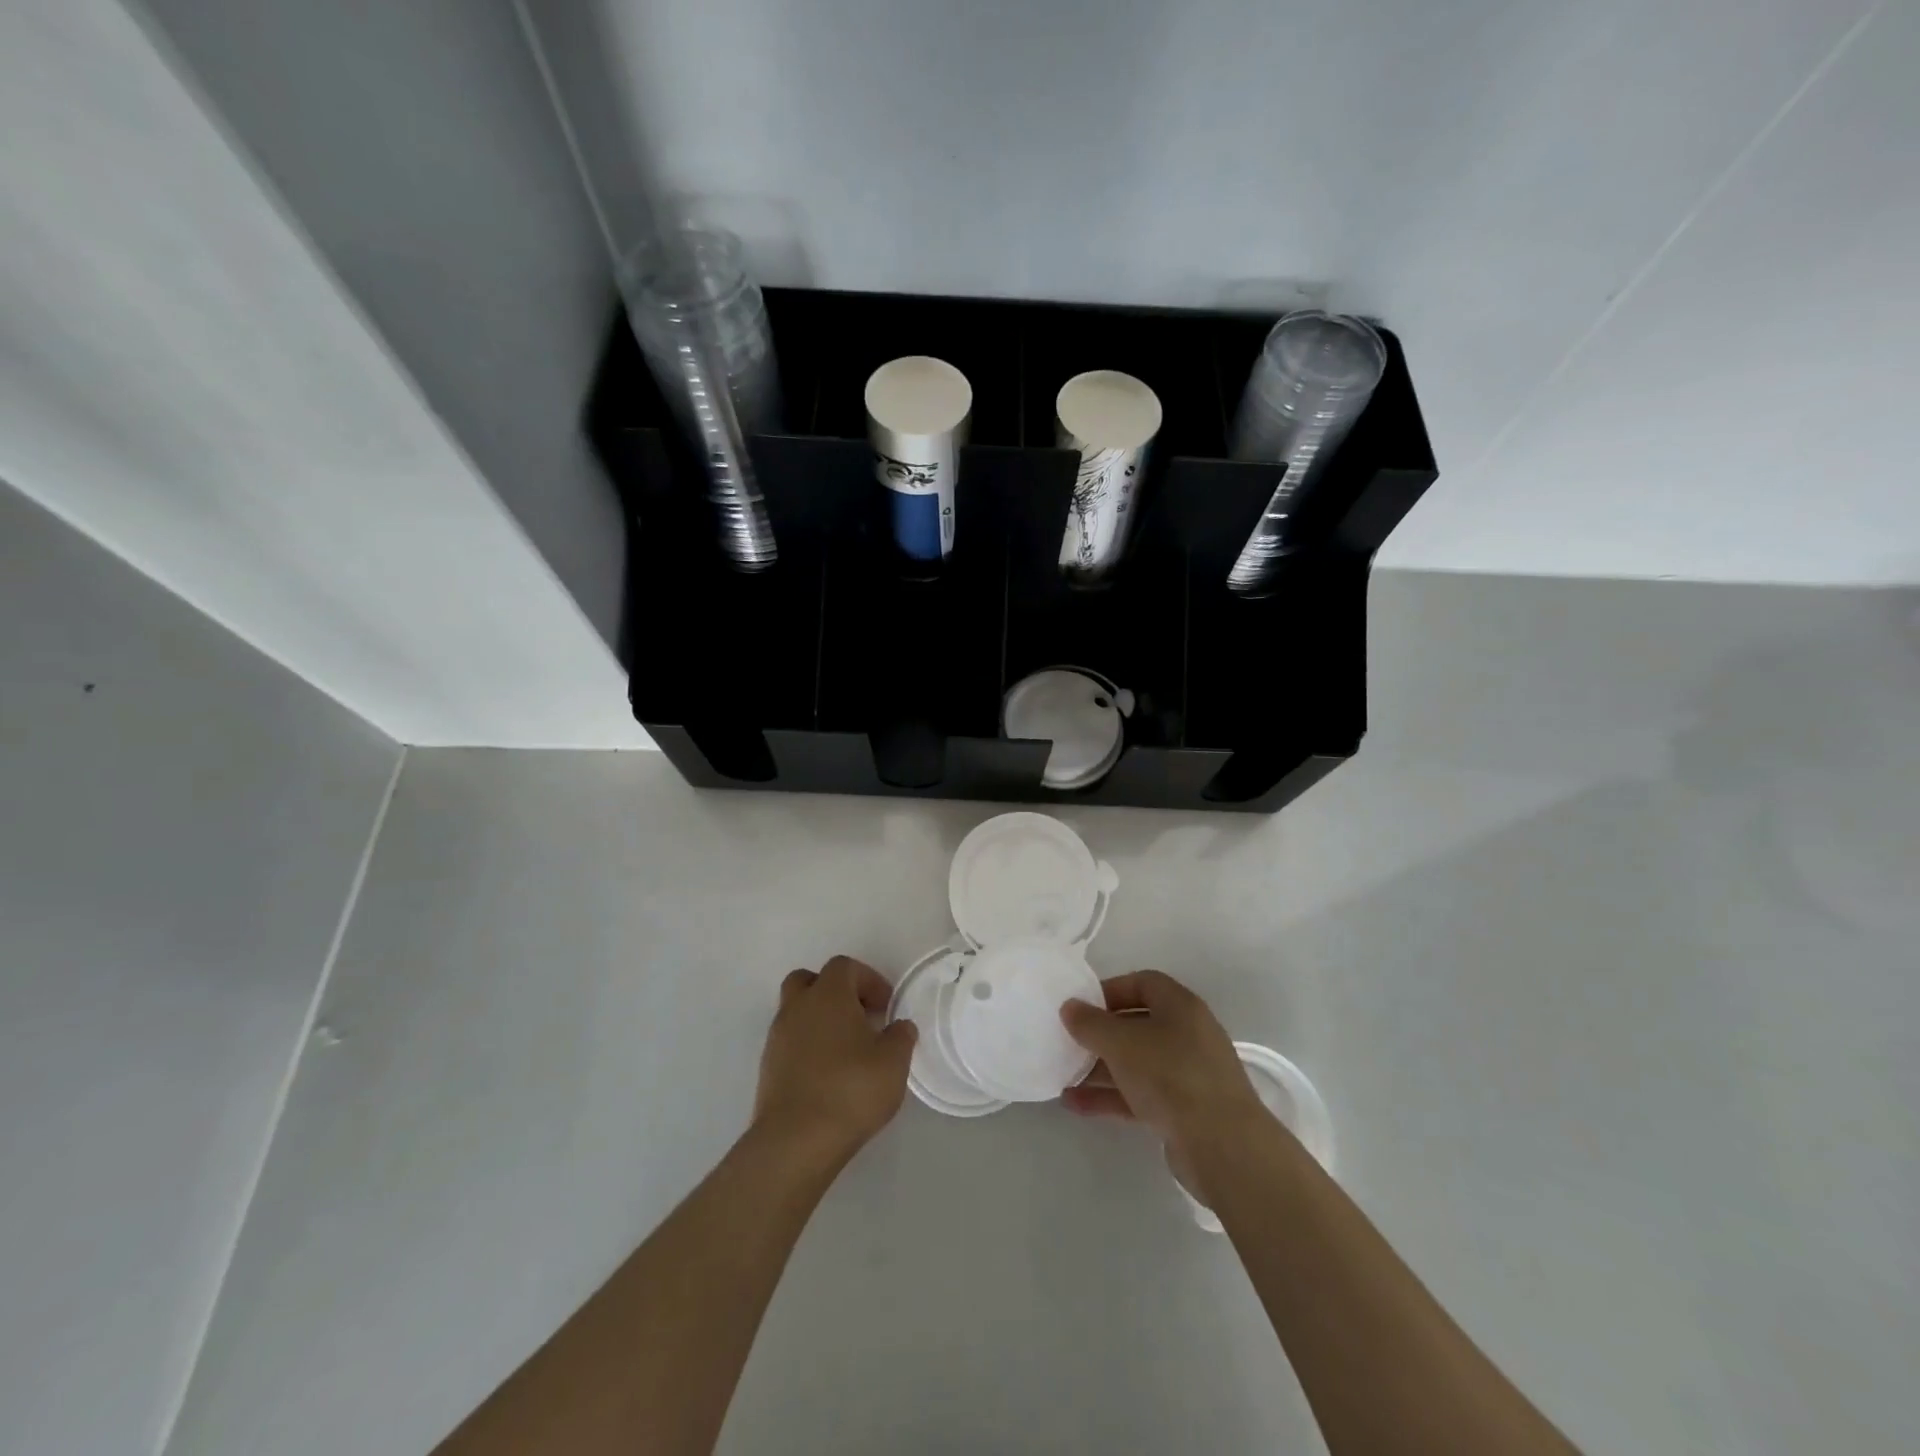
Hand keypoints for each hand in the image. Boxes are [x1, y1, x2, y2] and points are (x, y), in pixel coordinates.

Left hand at [754, 955, 916, 1159]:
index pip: (844, 966)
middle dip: (836, 992)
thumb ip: (901, 1037)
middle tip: (859, 1017)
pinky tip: (828, 1074)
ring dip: (820, 1020)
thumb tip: (899, 1027)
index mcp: (828, 994)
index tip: (886, 1007)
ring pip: (797, 1011)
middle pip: (810, 980)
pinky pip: (790, 1042)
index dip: (869, 980)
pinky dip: (808, 1047)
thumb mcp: (893, 1062)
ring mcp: (777, 1037)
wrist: (795, 1141)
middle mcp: (797, 1007)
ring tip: (846, 1050)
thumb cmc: (850, 1090)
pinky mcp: (768, 1067)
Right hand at [1059, 970, 1267, 1155]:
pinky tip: (1076, 1104)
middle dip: (1101, 1034)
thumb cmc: (1171, 1075)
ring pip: (1137, 1063)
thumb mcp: (1121, 1042)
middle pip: (1138, 1024)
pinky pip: (1141, 1095)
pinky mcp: (1185, 1111)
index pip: (1143, 983)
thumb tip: (1069, 1007)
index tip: (1081, 1006)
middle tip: (1069, 1041)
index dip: (1110, 990)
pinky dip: (1111, 1097)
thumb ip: (1090, 1023)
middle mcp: (1188, 1034)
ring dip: (1101, 1068)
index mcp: (1181, 1006)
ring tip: (1063, 1076)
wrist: (1223, 1146)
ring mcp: (1188, 1075)